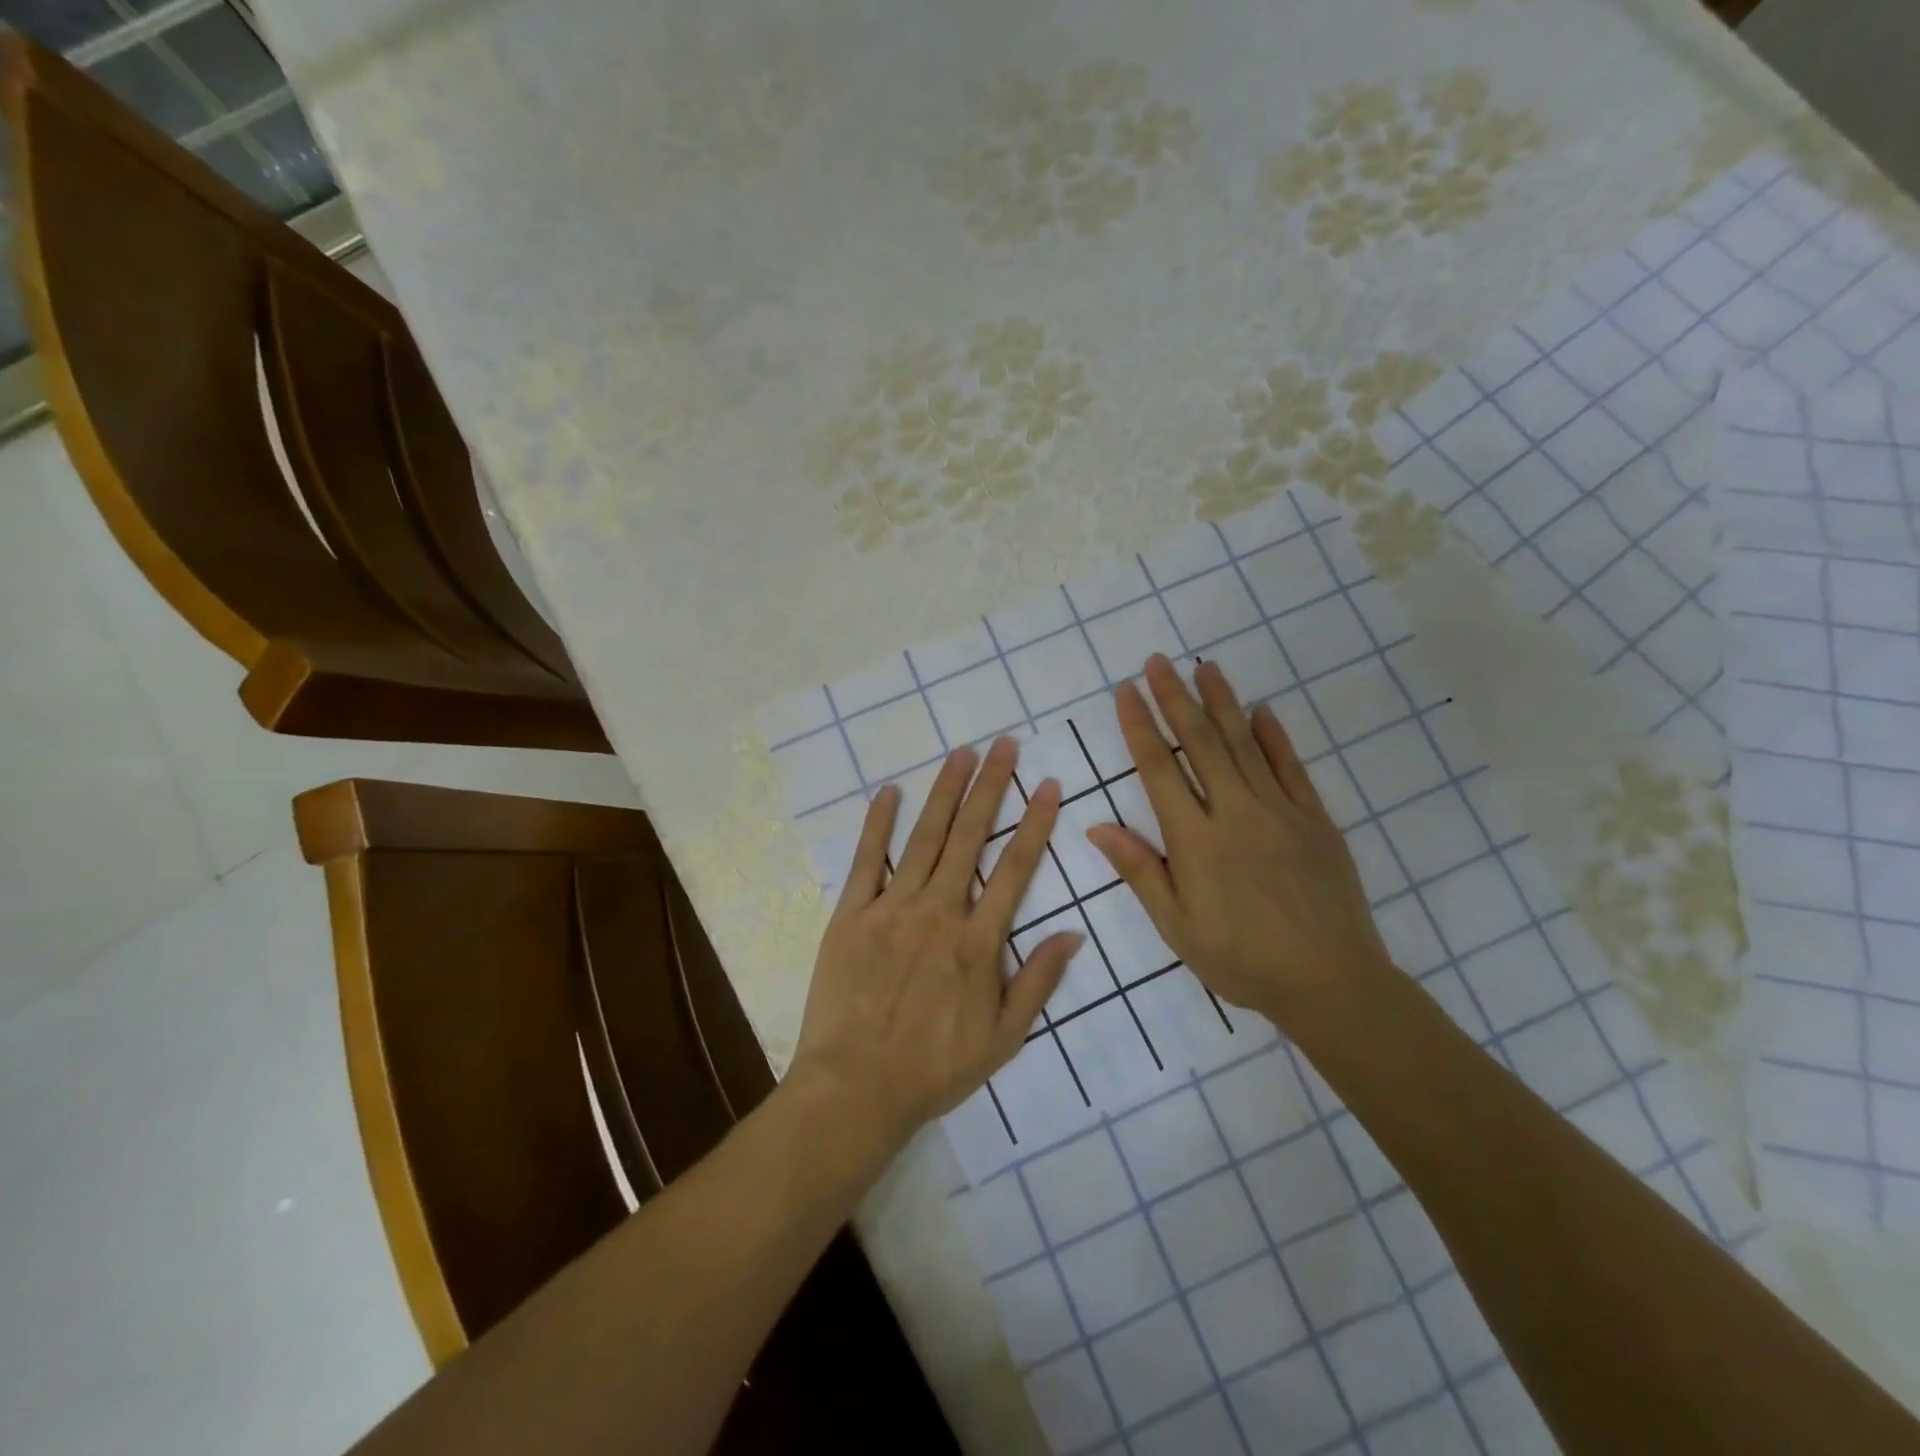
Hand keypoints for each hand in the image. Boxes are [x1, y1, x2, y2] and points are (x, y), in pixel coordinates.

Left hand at [790, 739, 1082, 1151]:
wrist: (856, 1088)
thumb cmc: (934, 1068)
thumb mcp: (1003, 1038)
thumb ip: (1038, 981)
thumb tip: (1073, 933)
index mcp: (978, 940)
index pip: (1015, 868)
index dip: (1035, 822)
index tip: (1048, 784)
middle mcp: (939, 911)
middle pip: (970, 837)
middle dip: (991, 786)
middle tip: (1004, 745)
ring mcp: (892, 908)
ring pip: (925, 838)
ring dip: (945, 792)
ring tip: (961, 754)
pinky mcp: (851, 914)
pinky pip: (867, 860)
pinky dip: (878, 824)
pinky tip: (889, 791)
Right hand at [1086, 655, 1393, 1023]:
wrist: (1330, 981)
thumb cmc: (1241, 960)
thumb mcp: (1177, 926)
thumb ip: (1140, 870)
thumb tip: (1097, 826)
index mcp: (1196, 840)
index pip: (1159, 769)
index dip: (1139, 726)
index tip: (1126, 691)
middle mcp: (1235, 813)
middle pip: (1200, 743)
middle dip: (1175, 698)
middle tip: (1158, 661)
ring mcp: (1280, 812)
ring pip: (1244, 745)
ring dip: (1222, 702)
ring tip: (1204, 667)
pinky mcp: (1315, 820)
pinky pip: (1291, 769)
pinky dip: (1274, 737)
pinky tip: (1262, 711)